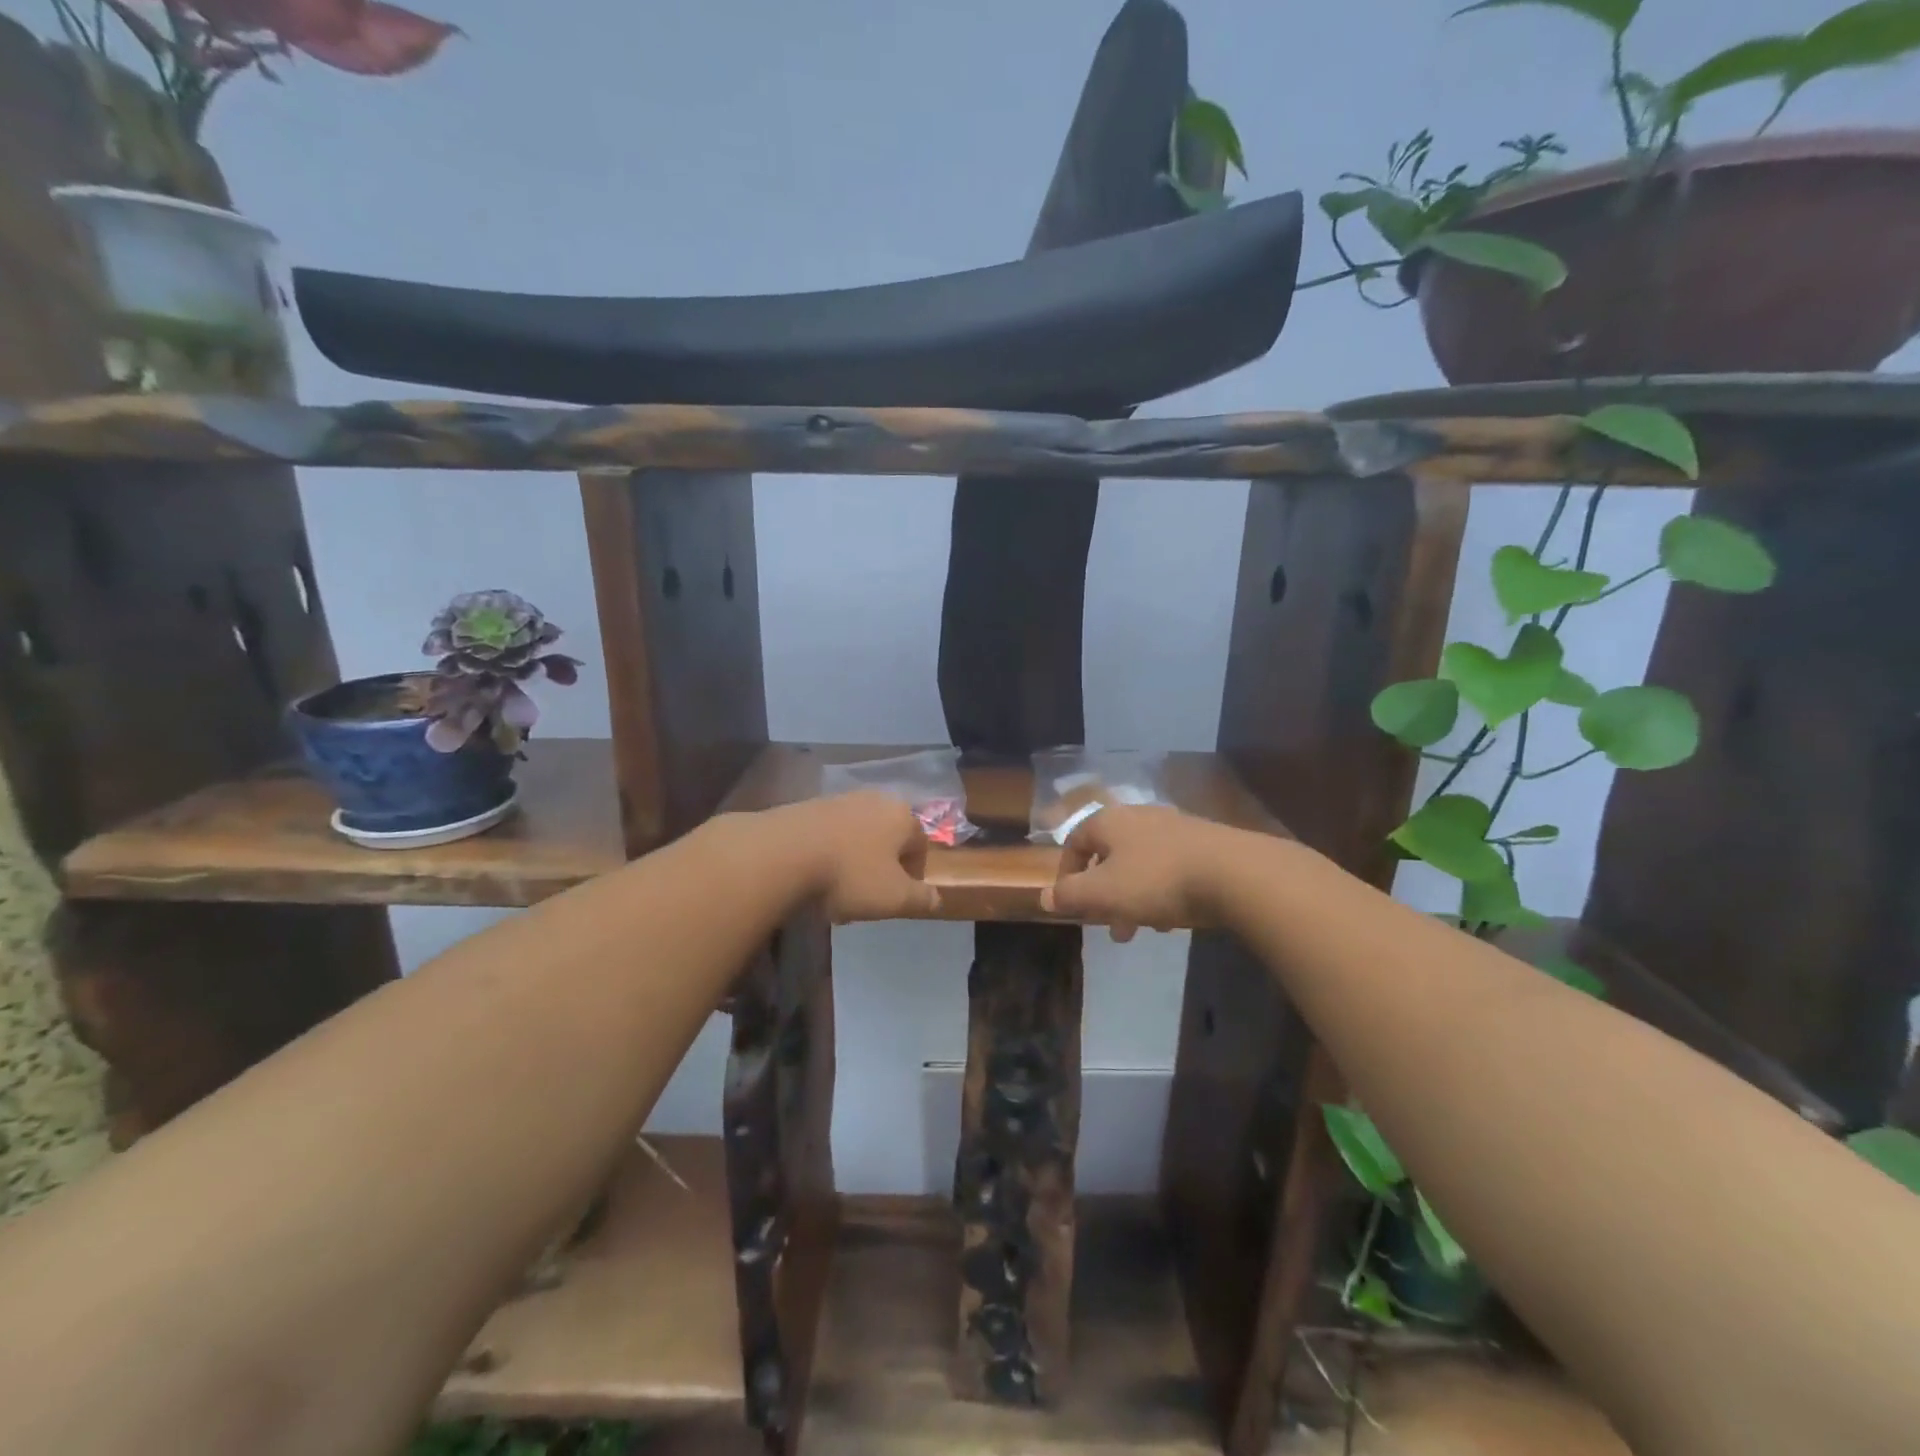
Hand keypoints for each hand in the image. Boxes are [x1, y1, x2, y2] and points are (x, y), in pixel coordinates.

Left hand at [777, 791, 941, 921]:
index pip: (920, 844)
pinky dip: (828, 854)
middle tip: (867, 897)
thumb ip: (921, 898)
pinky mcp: (808, 806)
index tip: (898, 897)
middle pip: (887, 838)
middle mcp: (874, 800)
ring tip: (836, 892)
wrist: (782, 853)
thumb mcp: (894, 898)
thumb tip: (936, 898)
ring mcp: (839, 800)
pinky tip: (813, 878)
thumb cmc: (849, 875)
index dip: (914, 874)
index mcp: (902, 816)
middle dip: (881, 867)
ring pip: (857, 836)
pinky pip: (829, 834)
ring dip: (854, 861)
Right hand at [1039, 803, 1233, 939]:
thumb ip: (1071, 895)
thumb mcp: (1104, 893)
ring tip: (1143, 928)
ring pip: (1140, 864)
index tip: (1071, 903)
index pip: (1075, 842)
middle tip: (1109, 927)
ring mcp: (1174, 827)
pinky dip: (1162, 891)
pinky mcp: (1203, 842)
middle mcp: (1139, 816)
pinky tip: (1174, 916)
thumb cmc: (1157, 880)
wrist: (1234, 872)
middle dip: (1105, 895)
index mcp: (1109, 822)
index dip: (1067, 873)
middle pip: (1110, 856)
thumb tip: (1045, 896)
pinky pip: (1170, 867)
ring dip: (1134, 897)